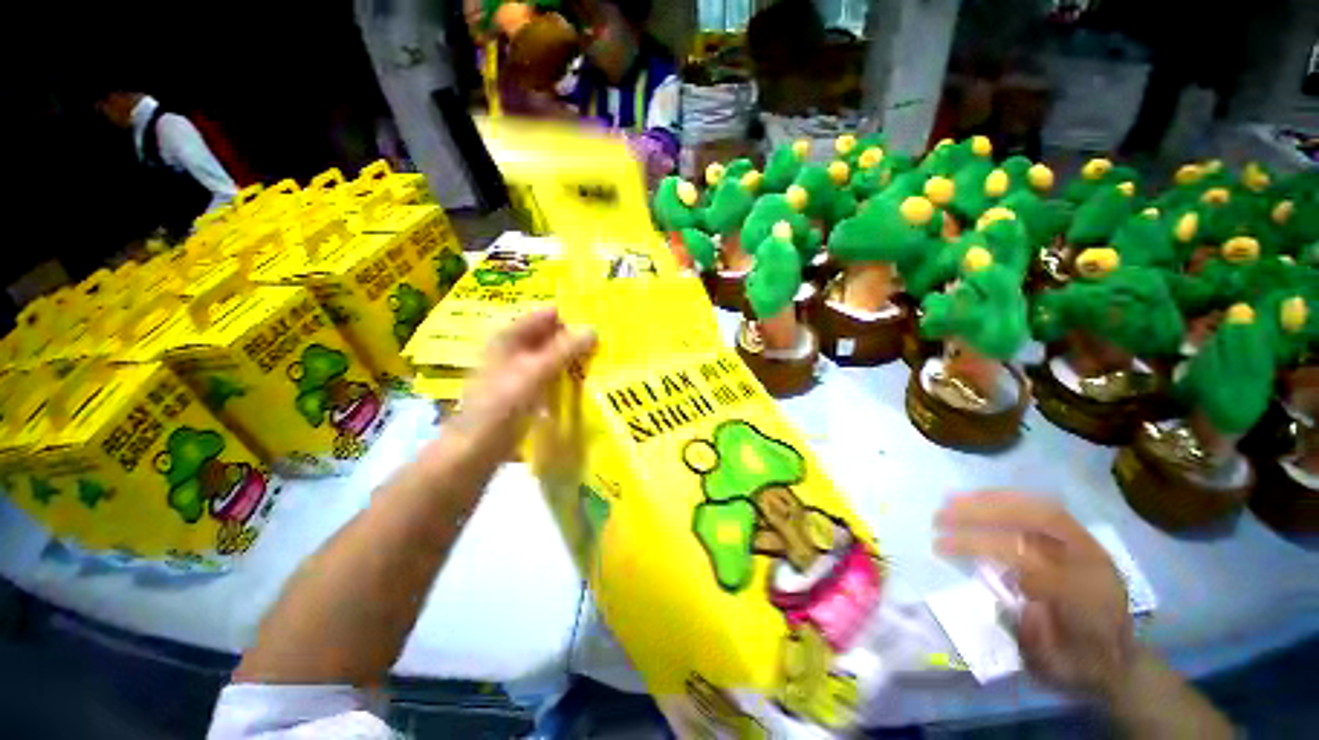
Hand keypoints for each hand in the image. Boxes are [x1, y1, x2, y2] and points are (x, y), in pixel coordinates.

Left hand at [454, 308, 595, 457]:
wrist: (477, 449)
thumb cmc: (502, 405)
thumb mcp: (535, 373)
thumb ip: (564, 350)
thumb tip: (593, 330)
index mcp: (510, 336)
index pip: (547, 315)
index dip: (572, 317)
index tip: (600, 322)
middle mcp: (515, 349)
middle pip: (551, 335)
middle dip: (576, 338)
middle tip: (606, 343)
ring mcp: (521, 370)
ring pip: (554, 356)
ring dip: (574, 357)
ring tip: (602, 359)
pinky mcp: (528, 390)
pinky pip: (553, 375)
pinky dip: (568, 374)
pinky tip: (587, 380)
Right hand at [934, 491, 1134, 698]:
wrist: (1119, 662)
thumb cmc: (1076, 664)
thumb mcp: (1051, 664)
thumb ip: (1030, 633)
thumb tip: (1009, 601)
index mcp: (1083, 595)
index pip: (1023, 557)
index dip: (977, 545)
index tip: (939, 545)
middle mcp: (1088, 562)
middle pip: (1032, 524)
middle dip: (980, 514)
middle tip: (939, 516)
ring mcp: (1088, 547)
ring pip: (1039, 509)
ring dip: (991, 501)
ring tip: (952, 499)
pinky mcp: (1081, 539)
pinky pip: (1045, 509)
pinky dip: (1011, 500)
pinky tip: (983, 498)